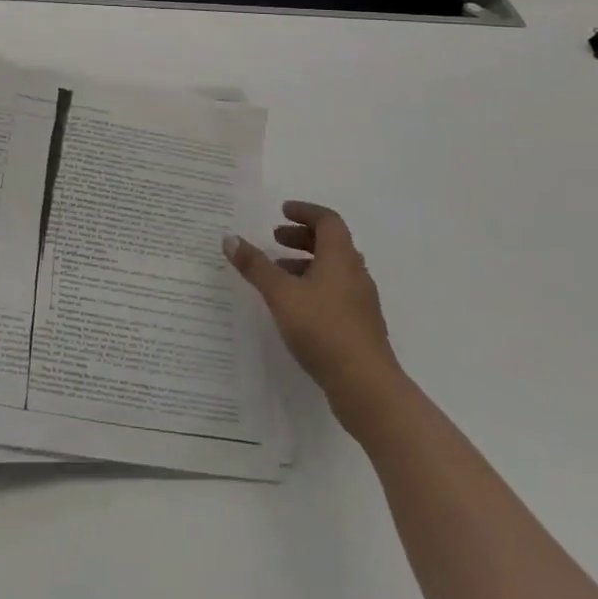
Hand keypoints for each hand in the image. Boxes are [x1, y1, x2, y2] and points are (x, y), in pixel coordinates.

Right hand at [224, 201, 402, 433]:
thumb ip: (255, 266)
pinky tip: (294, 306)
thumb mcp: (281, 294)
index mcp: (340, 258)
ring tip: (277, 274)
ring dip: (306, 263)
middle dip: (301, 237)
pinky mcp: (360, 326)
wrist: (367, 387)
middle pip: (331, 243)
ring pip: (333, 269)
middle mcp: (355, 273)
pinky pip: (335, 291)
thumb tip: (230, 238)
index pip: (328, 220)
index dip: (305, 211)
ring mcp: (361, 301)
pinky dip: (313, 286)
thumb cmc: (323, 330)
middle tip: (275, 239)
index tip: (282, 211)